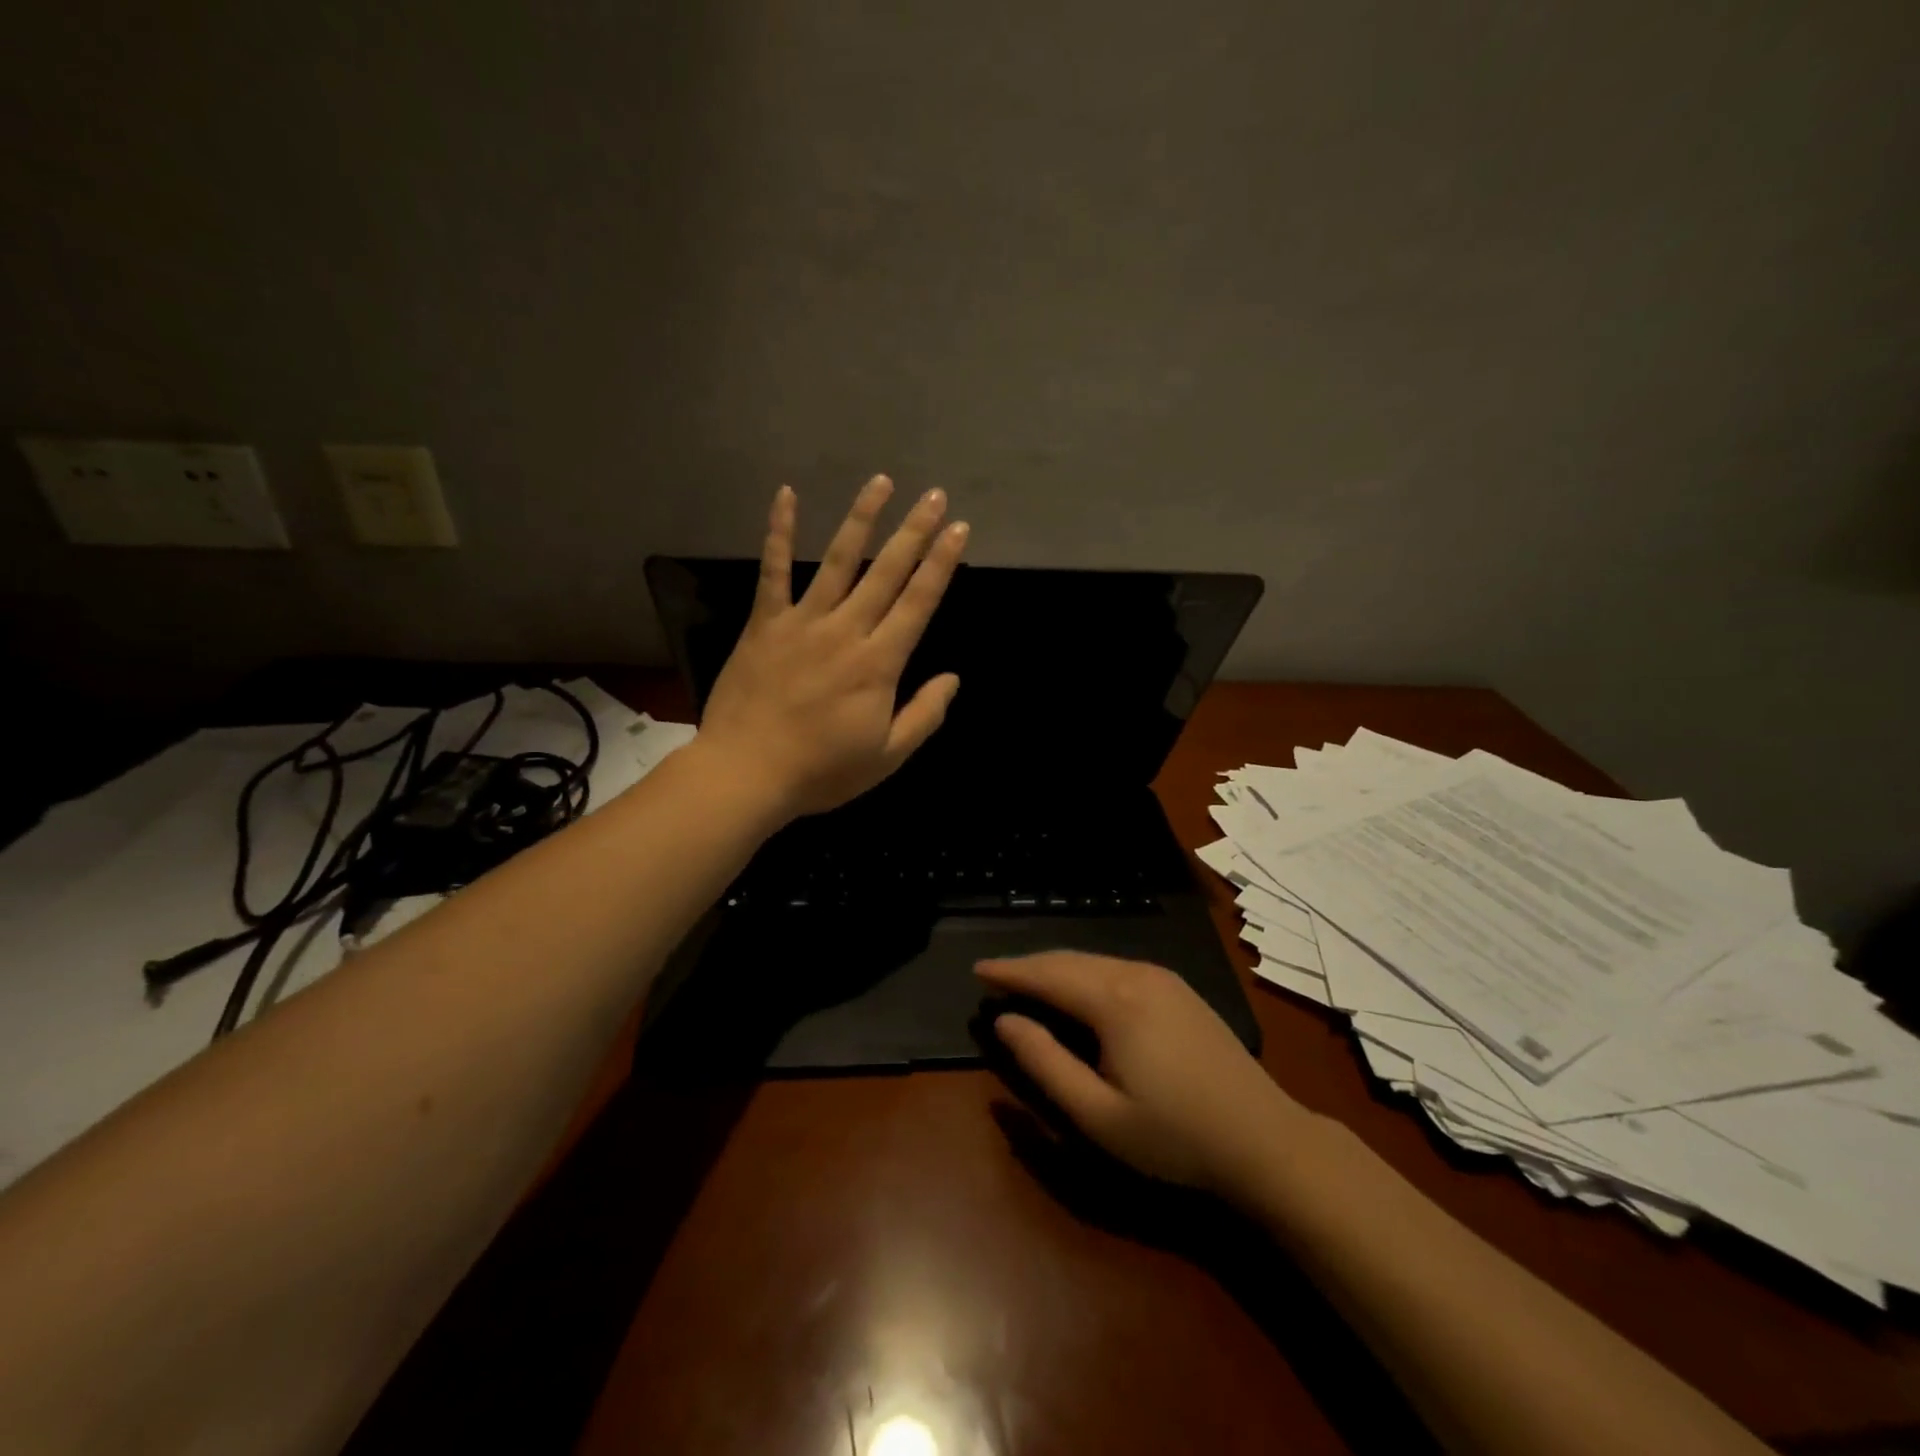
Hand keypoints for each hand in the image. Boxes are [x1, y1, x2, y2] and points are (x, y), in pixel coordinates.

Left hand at [699, 476, 969, 820]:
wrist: (746, 774)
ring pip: (837, 560)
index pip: (918, 602)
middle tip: (934, 495)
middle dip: (915, 531)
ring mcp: (802, 622)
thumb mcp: (887, 757)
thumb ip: (924, 715)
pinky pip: (773, 571)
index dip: (941, 564)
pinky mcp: (764, 624)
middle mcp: (846, 631)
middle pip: (886, 572)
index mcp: (879, 663)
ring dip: (862, 519)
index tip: (958, 530)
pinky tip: (786, 494)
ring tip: (881, 482)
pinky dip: (778, 531)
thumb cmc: (821, 772)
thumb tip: (953, 678)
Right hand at [977, 952, 1314, 1196]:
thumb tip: (1005, 1021)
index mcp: (1115, 1000)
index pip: (1048, 974)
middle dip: (1029, 966)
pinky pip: (1117, 968)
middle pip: (1070, 960)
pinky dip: (1085, 974)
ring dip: (1057, 969)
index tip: (977, 970)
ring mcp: (1163, 977)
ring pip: (1094, 961)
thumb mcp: (1099, 1115)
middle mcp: (1137, 974)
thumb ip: (1045, 1063)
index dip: (1010, 971)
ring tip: (1028, 983)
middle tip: (995, 977)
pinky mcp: (1179, 989)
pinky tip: (1078, 991)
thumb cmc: (1175, 1136)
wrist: (1265, 1140)